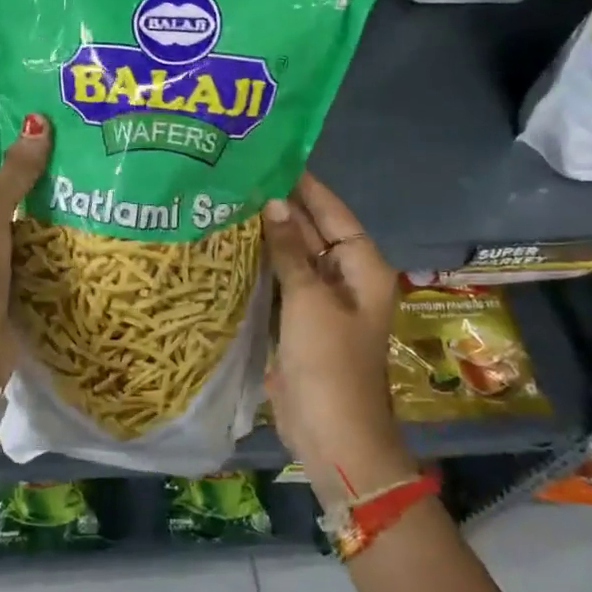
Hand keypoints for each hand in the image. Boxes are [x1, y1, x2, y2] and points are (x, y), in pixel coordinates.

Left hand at [0, 116, 51, 375]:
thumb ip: (13, 172)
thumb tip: (38, 126)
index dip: (13, 145)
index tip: (57, 133)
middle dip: (28, 173)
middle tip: (75, 154)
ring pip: (8, 210)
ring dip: (38, 201)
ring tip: (80, 181)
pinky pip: (16, 236)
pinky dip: (39, 228)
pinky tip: (70, 215)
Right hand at [261, 173, 413, 502]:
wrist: (331, 435)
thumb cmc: (329, 363)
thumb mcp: (309, 300)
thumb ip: (291, 250)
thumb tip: (274, 203)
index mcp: (363, 268)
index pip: (334, 213)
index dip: (307, 186)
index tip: (274, 157)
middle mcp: (344, 278)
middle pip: (313, 232)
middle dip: (282, 207)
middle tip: (240, 175)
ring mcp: (320, 302)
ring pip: (293, 256)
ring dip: (268, 235)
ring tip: (229, 201)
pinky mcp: (298, 322)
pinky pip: (280, 282)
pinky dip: (261, 265)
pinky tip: (231, 247)